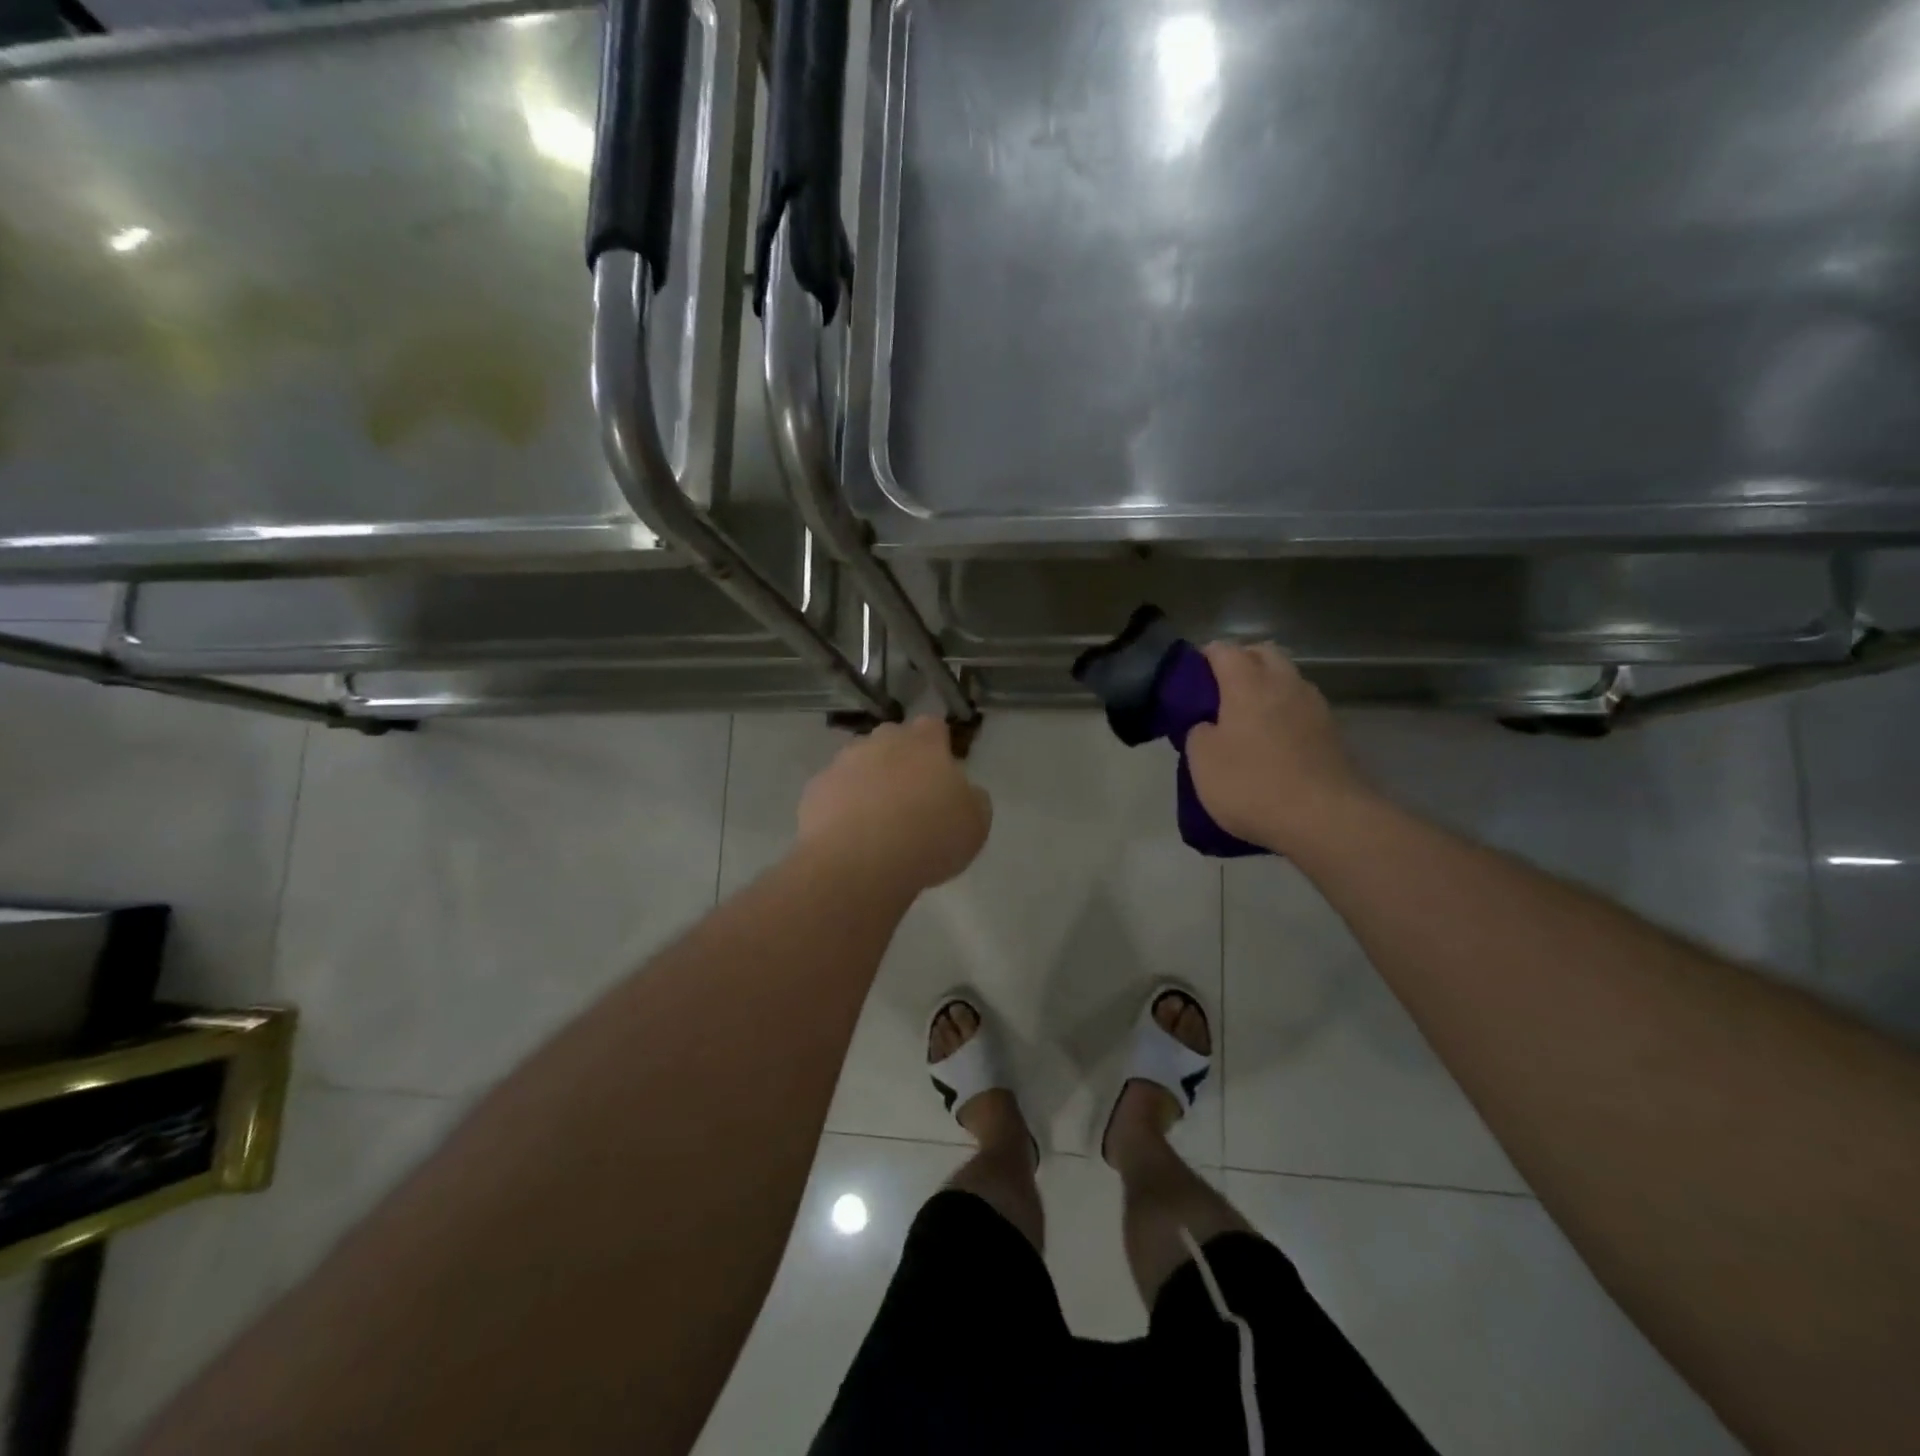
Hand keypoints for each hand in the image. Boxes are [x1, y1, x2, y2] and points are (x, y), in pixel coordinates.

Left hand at [798, 718, 991, 892]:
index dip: (938, 747)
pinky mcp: (815, 790)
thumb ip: (972, 799)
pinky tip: (850, 836)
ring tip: (877, 822)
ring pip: (859, 764)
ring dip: (869, 783)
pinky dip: (842, 806)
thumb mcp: (975, 824)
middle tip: (910, 798)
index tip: (941, 774)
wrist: (858, 863)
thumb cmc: (928, 837)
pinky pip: (834, 792)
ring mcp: (842, 763)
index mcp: (924, 743)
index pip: (933, 727)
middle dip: (900, 760)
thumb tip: (964, 792)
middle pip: (893, 740)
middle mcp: (880, 742)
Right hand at [1186, 643, 1372, 854]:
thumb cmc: (1252, 785)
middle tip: (1220, 692)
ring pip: (1287, 679)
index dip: (1204, 657)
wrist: (1326, 820)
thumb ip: (1198, 732)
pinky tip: (1275, 741)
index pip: (1223, 649)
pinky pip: (1302, 708)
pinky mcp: (1333, 733)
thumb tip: (1208, 725)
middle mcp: (1285, 683)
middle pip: (1263, 653)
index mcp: (1248, 683)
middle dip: (1241, 662)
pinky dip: (1285, 713)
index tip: (1190, 679)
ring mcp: (1315, 706)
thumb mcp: (1202, 762)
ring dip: (1267, 687)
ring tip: (1248, 718)